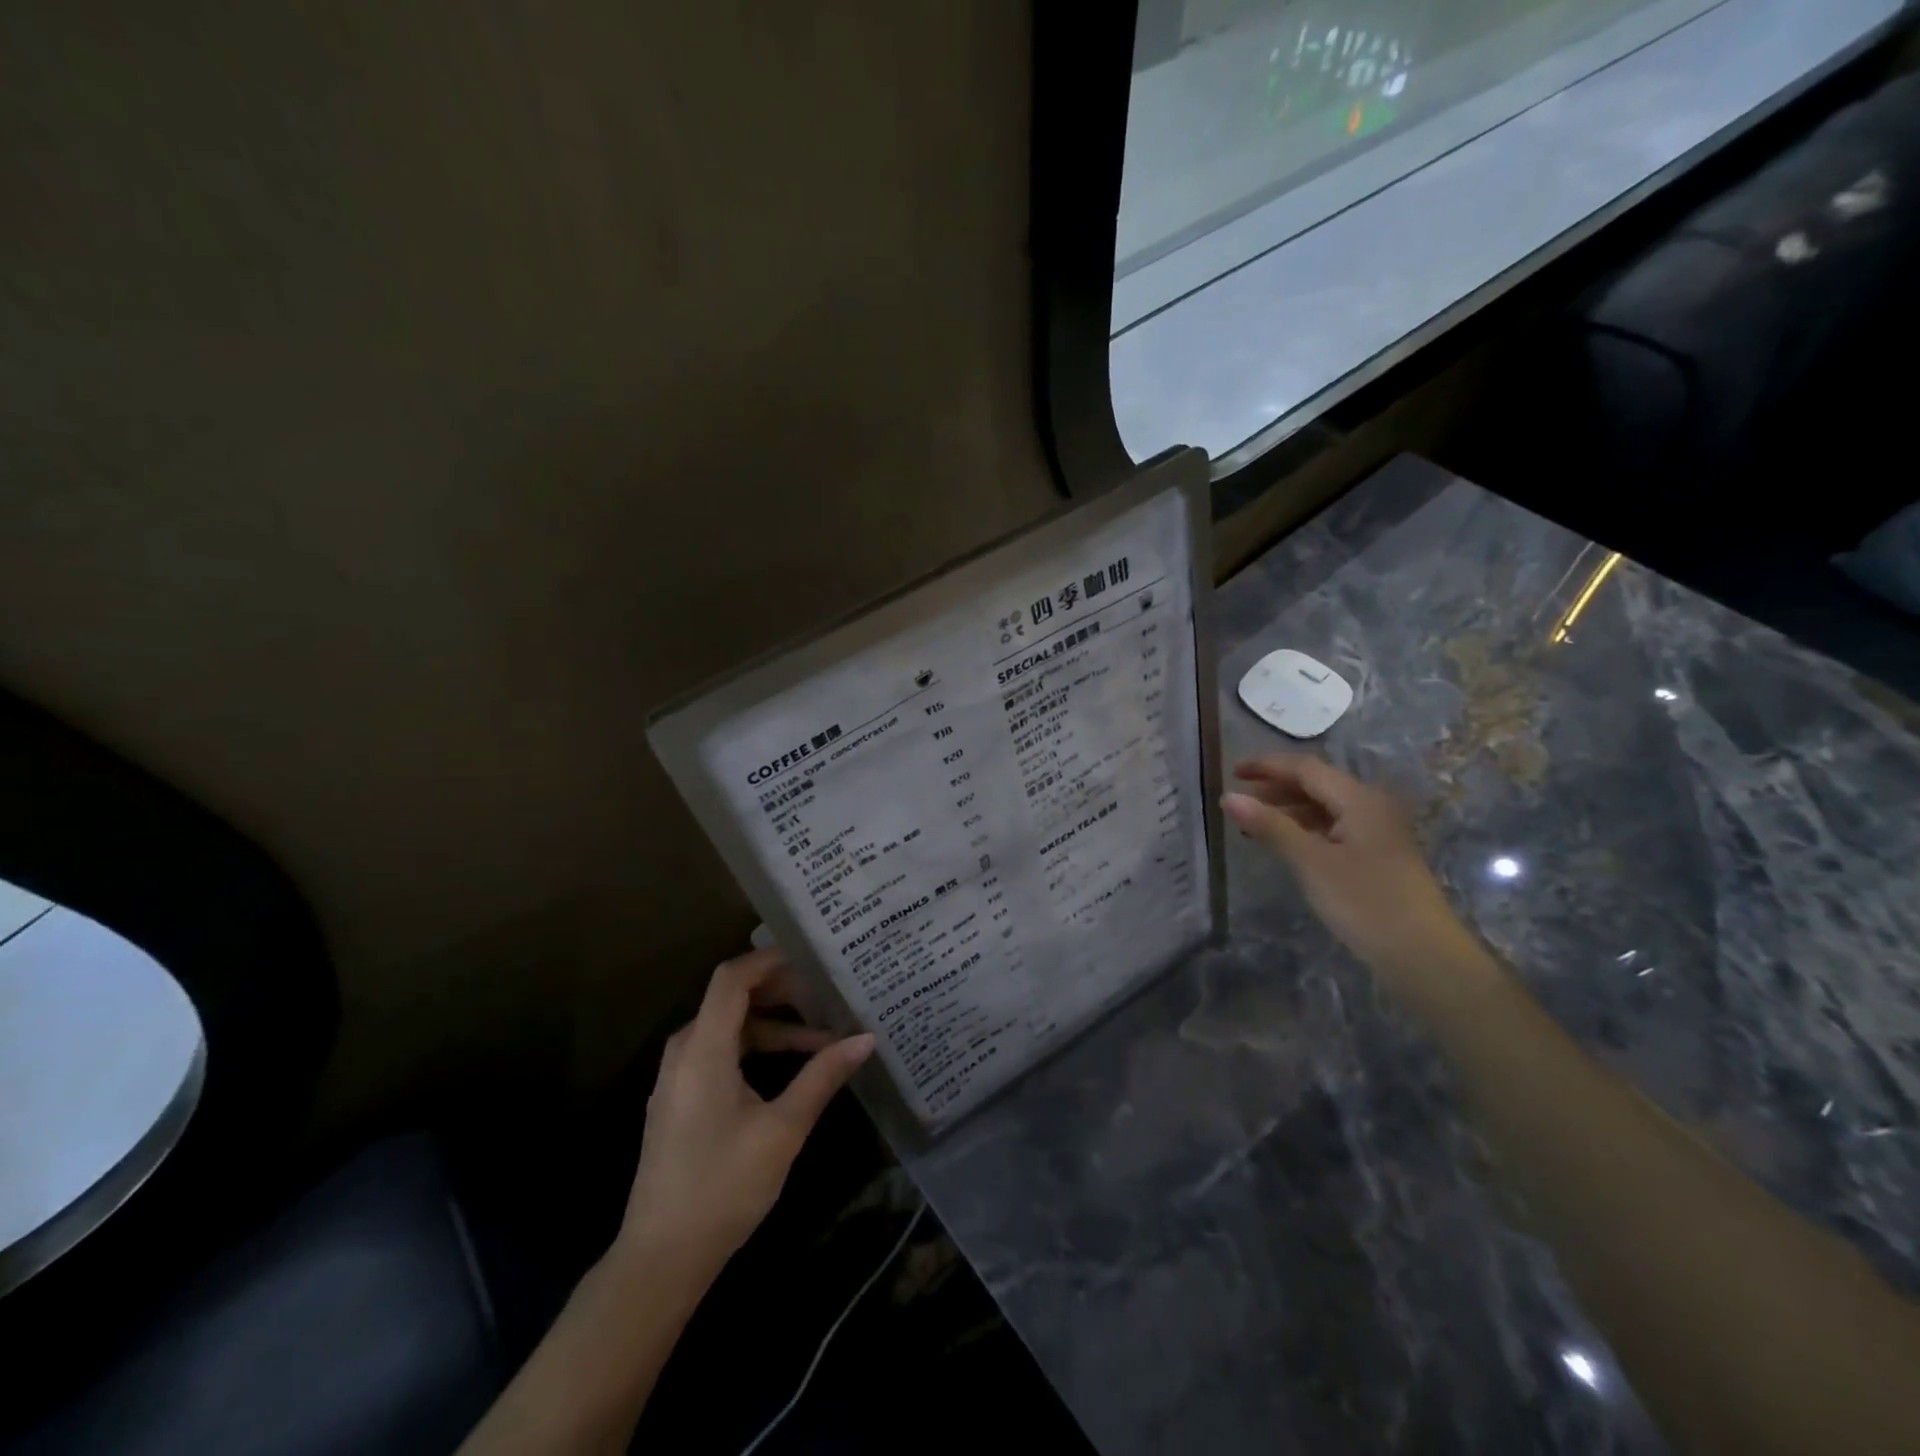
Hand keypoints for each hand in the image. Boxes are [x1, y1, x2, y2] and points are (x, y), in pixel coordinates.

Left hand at [615, 948, 874, 1288]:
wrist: (660, 1258)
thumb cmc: (723, 1187)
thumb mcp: (783, 1129)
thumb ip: (822, 1077)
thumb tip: (866, 1039)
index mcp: (703, 1049)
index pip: (732, 978)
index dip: (770, 959)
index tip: (812, 957)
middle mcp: (684, 1051)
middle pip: (732, 998)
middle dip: (781, 992)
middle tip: (827, 994)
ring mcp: (678, 1076)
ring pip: (730, 1028)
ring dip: (774, 1026)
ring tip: (822, 1037)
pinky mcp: (680, 1098)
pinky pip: (720, 1052)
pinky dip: (755, 1048)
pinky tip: (790, 1068)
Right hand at [1222, 755, 1482, 989]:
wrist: (1424, 956)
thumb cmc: (1365, 902)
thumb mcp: (1311, 862)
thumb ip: (1270, 826)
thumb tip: (1228, 797)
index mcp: (1359, 799)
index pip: (1306, 768)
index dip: (1267, 766)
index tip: (1232, 772)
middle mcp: (1371, 807)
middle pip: (1317, 784)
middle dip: (1276, 787)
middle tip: (1238, 799)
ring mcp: (1377, 832)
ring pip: (1325, 807)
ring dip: (1288, 809)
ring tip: (1253, 824)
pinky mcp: (1377, 856)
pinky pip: (1334, 828)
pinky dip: (1305, 829)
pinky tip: (1286, 843)